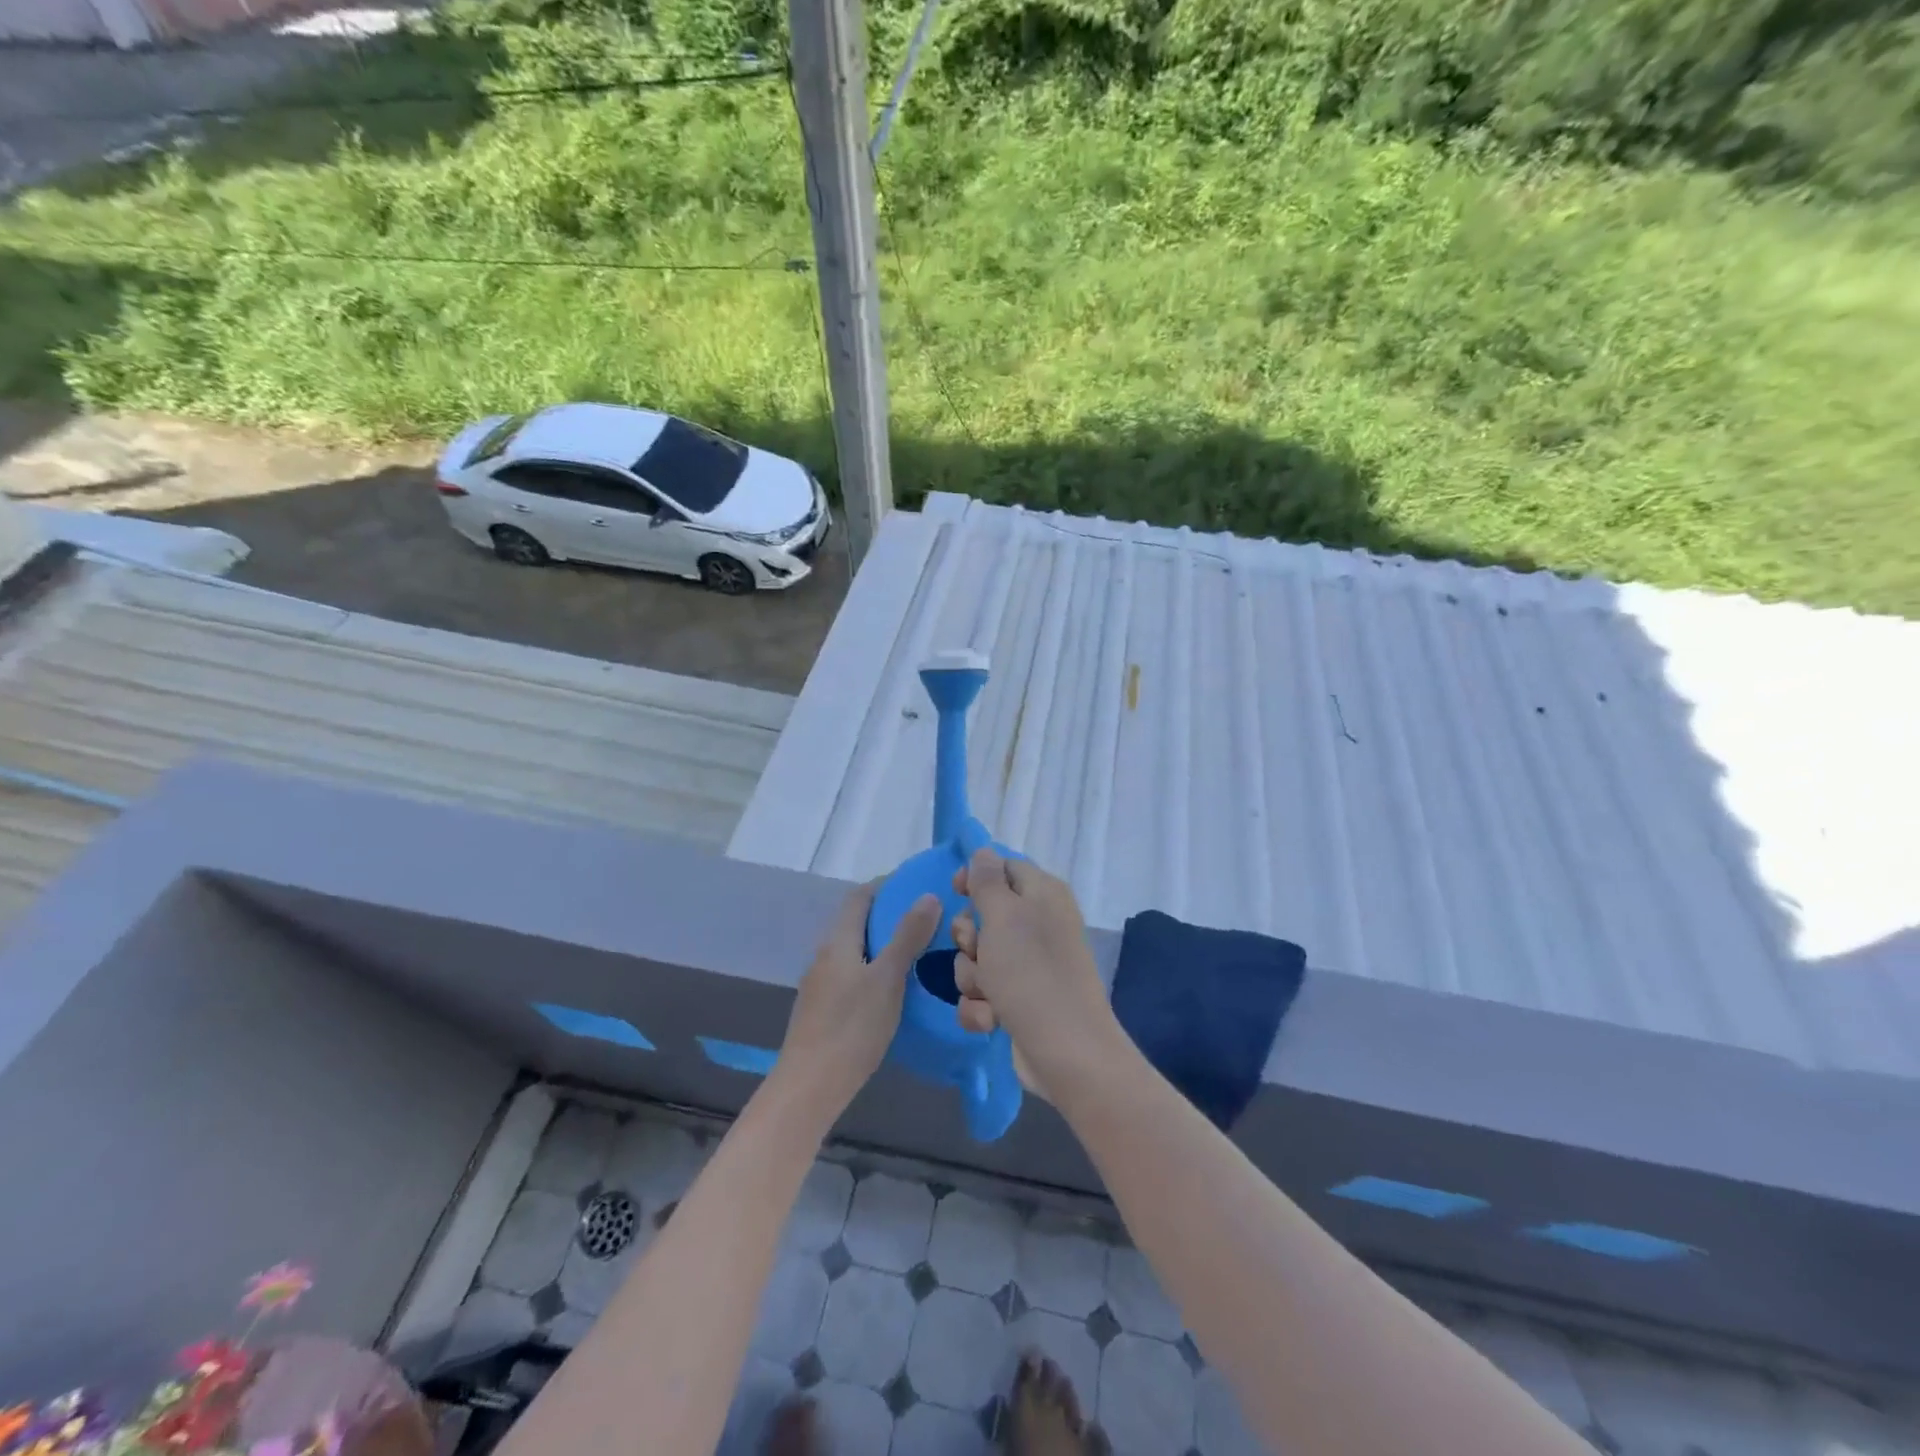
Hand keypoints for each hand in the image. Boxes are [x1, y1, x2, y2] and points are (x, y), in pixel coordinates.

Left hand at [777, 881, 941, 1115]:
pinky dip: (874, 970)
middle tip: (926, 921)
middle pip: (856, 923)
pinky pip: (852, 975)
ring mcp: (820, 985)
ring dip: (882, 945)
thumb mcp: (888, 979)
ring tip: (916, 953)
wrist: (810, 1087)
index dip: (885, 886)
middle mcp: (824, 956)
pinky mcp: (823, 1010)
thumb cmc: (851, 1028)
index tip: (916, 886)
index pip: (859, 897)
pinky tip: (894, 990)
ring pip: (855, 951)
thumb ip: (907, 937)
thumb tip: (927, 895)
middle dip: (888, 916)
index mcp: (837, 941)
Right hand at [951, 847, 1115, 1101]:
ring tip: (989, 993)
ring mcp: (1029, 966)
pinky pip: (982, 993)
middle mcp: (1038, 925)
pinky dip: (981, 1007)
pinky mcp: (1019, 1001)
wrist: (1065, 1052)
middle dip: (969, 938)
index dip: (975, 877)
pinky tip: (992, 1019)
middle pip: (983, 915)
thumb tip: (983, 852)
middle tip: (977, 950)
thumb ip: (988, 881)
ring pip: (977, 958)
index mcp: (1043, 894)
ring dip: (973, 977)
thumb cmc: (1032, 973)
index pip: (1003, 868)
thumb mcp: (1004, 917)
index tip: (954, 892)